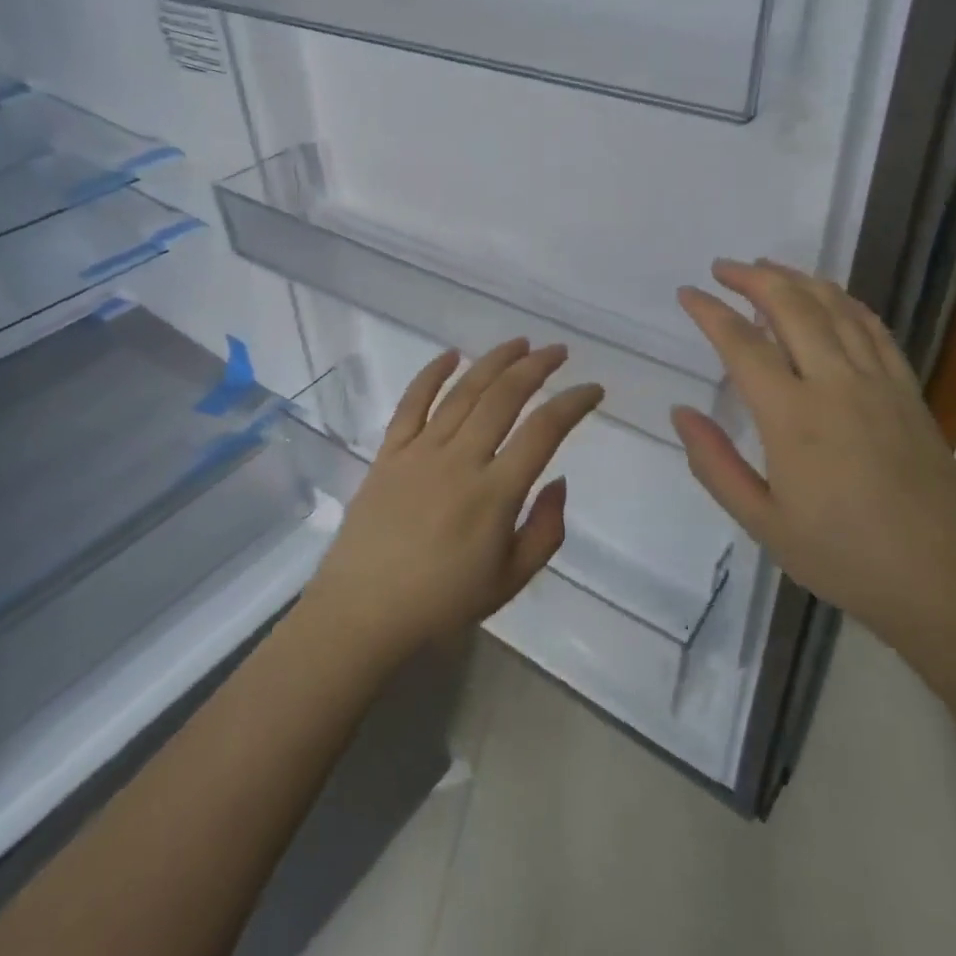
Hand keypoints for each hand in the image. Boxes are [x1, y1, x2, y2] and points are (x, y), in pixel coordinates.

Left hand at [303, 339, 603, 665]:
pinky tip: (451, 354)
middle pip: (504, 397)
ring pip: (463, 392)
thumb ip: (545, 530)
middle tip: (558, 352)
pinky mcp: (390, 452)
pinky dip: (431, 374)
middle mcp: (460, 460)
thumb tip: (559, 481)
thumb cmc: (441, 603)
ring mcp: (420, 452)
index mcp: (494, 494)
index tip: (593, 390)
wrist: (363, 612)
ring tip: (519, 343)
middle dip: (536, 367)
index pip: (543, 432)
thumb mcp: (510, 582)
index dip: (572, 403)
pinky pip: (412, 403)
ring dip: (494, 361)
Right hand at [672, 259, 955, 646]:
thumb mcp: (761, 522)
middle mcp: (835, 383)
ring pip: (835, 307)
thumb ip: (714, 464)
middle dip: (752, 278)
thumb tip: (681, 413)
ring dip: (797, 279)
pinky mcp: (908, 391)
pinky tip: (830, 299)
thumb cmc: (843, 557)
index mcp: (792, 416)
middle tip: (723, 269)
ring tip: (768, 268)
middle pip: (791, 307)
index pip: (742, 344)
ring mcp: (878, 382)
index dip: (710, 312)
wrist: (943, 582)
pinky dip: (845, 302)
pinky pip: (874, 329)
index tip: (688, 294)